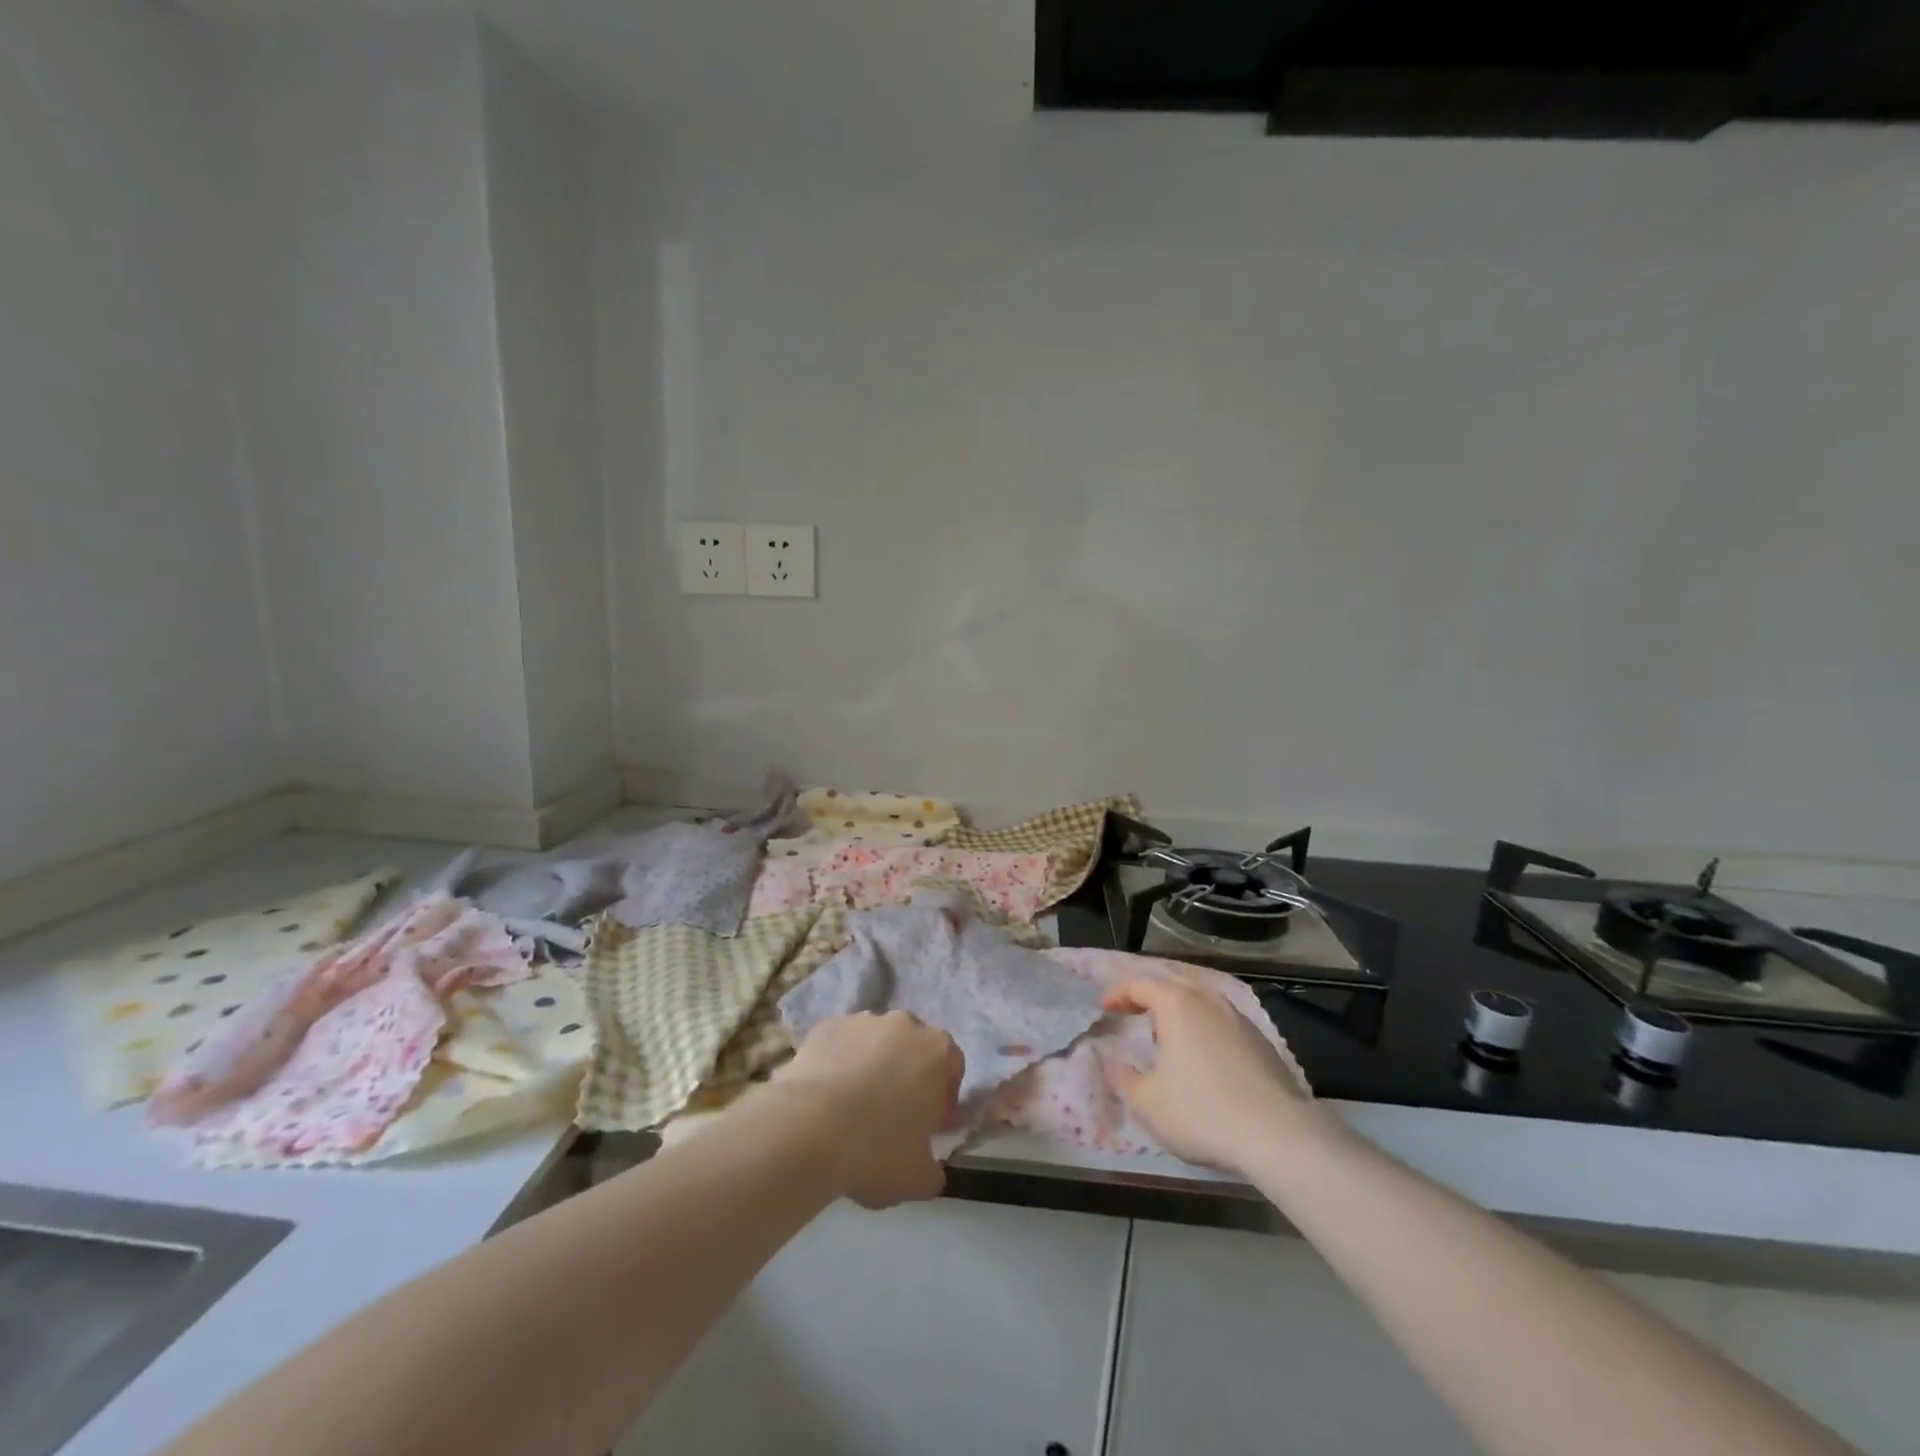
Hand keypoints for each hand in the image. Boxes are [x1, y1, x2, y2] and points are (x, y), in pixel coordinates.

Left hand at [776, 1012, 964, 1208]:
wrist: (810, 1129)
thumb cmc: (877, 1150)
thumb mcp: (919, 1179)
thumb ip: (933, 1170)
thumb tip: (930, 1170)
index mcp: (938, 1051)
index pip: (952, 1065)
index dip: (942, 1096)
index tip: (927, 1125)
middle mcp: (904, 1024)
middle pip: (912, 1047)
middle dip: (906, 1074)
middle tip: (890, 1115)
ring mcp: (863, 1020)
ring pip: (875, 1042)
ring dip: (871, 1065)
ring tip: (850, 1107)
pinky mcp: (826, 1026)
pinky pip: (840, 1044)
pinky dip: (837, 1062)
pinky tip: (824, 1096)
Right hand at [1103, 976, 1336, 1175]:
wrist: (1280, 1136)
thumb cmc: (1202, 1111)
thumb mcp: (1148, 1102)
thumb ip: (1124, 1078)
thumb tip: (1116, 1063)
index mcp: (1177, 1004)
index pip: (1140, 984)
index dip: (1118, 994)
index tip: (1104, 1009)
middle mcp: (1208, 1000)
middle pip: (1172, 984)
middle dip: (1148, 996)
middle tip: (1131, 1012)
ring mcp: (1239, 1019)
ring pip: (1200, 1000)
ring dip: (1178, 1010)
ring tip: (1165, 1035)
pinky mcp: (1261, 1041)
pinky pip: (1220, 1021)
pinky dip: (1202, 1027)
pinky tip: (1201, 1055)